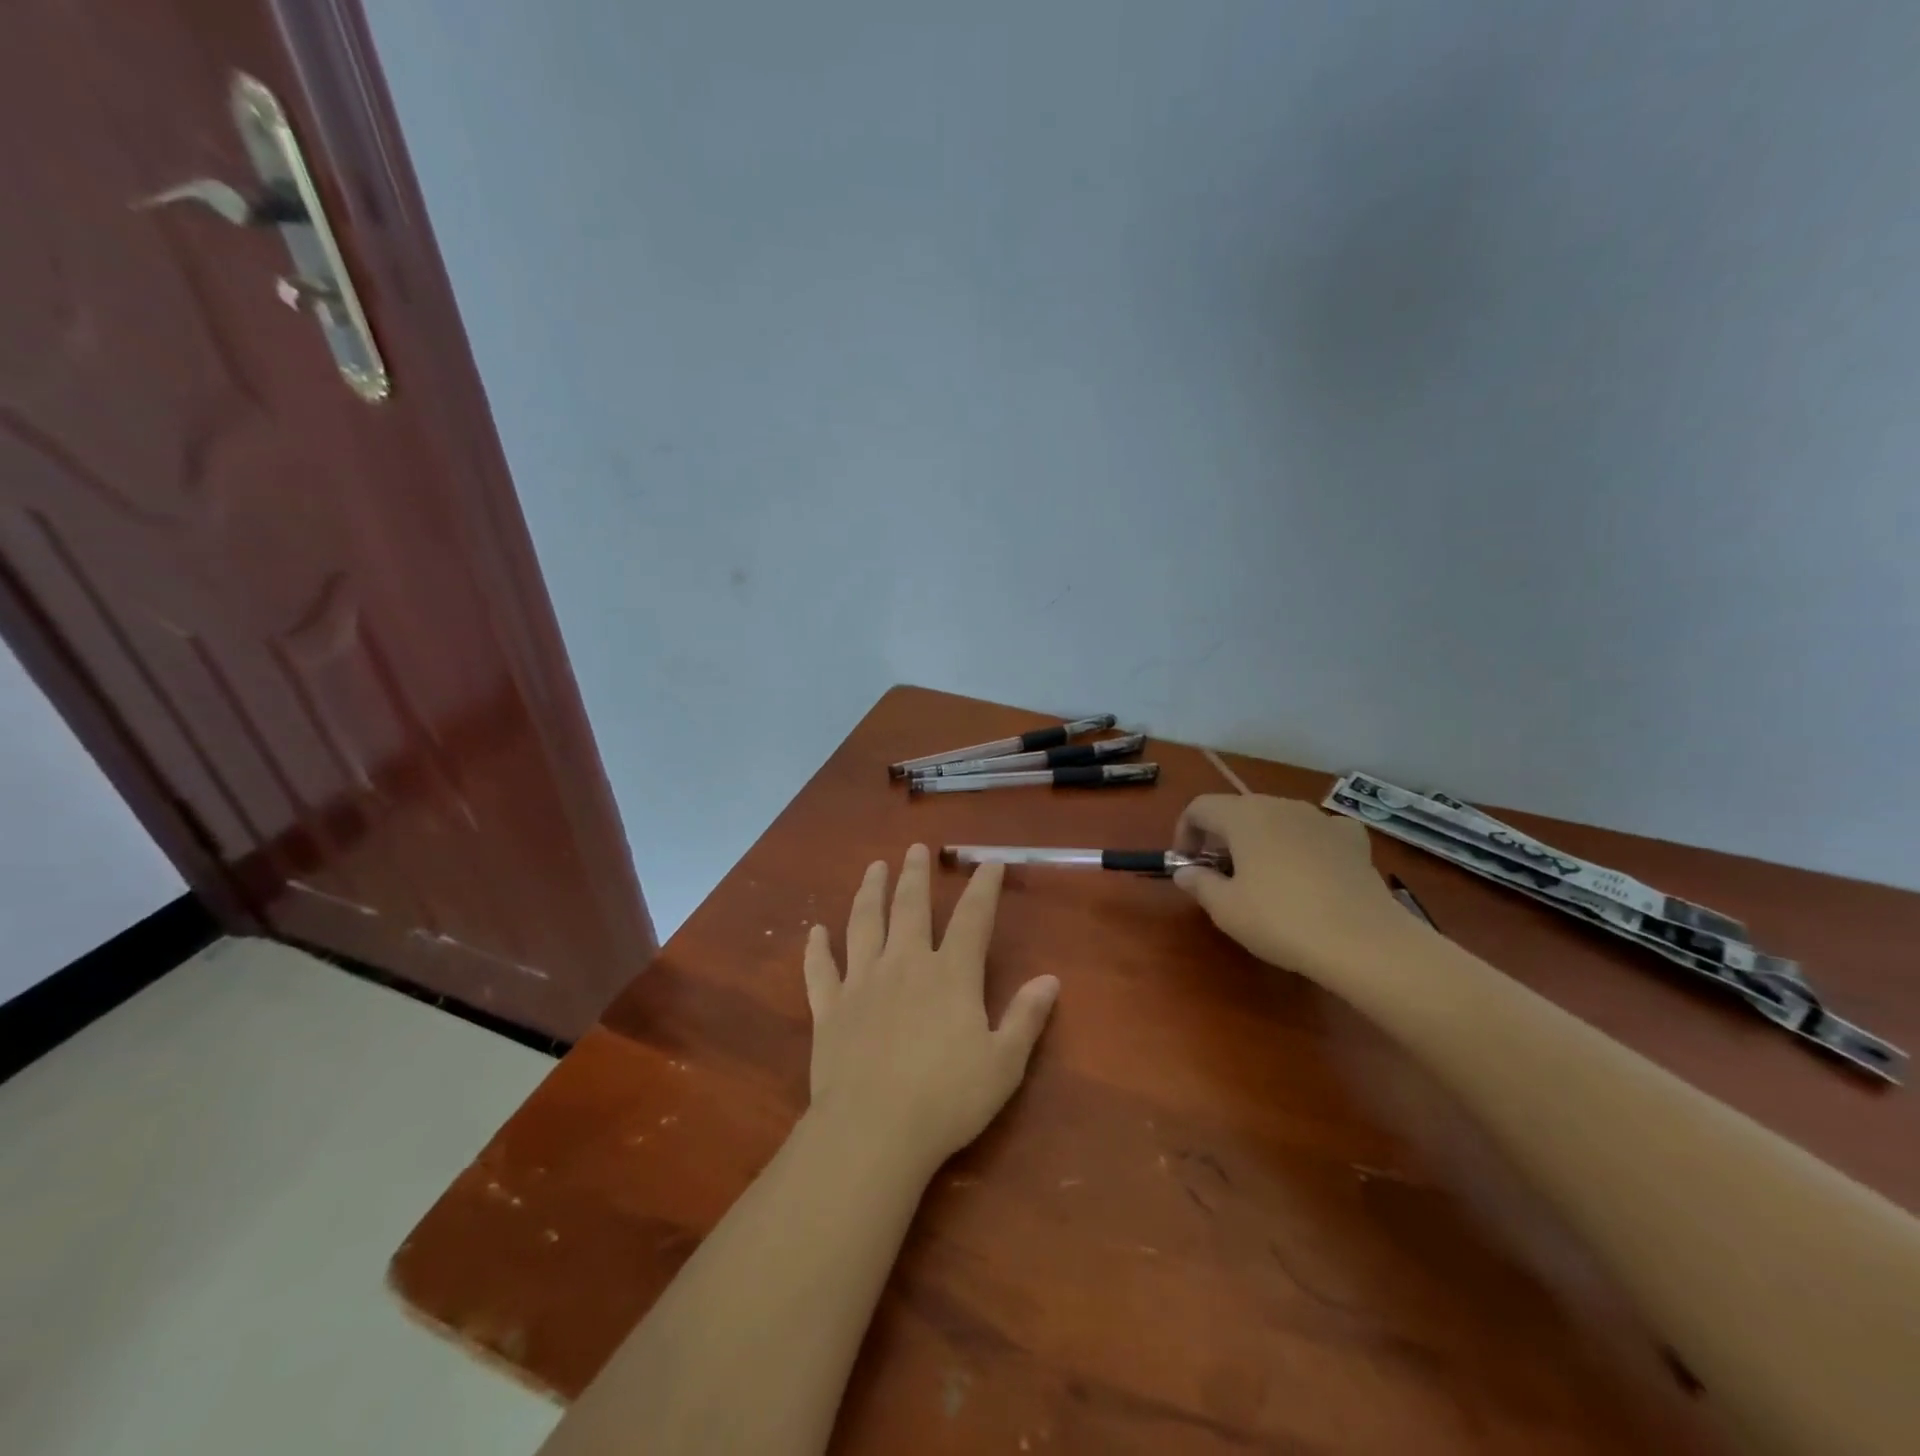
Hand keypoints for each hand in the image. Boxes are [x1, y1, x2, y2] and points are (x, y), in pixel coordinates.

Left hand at [803, 844, 1059, 1176]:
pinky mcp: (830, 1007)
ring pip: (865, 924)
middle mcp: (905, 964)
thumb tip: (1051, 979)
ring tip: (873, 868)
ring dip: (869, 892)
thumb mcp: (1003, 1063)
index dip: (983, 888)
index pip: (973, 918)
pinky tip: (815, 931)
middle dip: (915, 875)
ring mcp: (862, 982)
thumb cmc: (947, 1098)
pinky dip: (816, 948)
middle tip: (915, 848)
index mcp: (951, 974)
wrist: (873, 1129)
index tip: (989, 862)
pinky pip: (820, 970)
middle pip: (911, 907)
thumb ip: (1025, 1017)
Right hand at [1173, 794, 1411, 981]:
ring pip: (1278, 819)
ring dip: (1261, 840)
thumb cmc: (1281, 921)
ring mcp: (1321, 819)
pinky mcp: (1353, 839)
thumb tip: (1186, 871)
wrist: (1364, 943)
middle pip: (1238, 810)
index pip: (1200, 808)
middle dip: (1221, 837)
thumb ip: (1199, 883)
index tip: (1187, 865)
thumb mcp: (1226, 909)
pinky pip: (1318, 830)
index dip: (1185, 832)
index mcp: (1243, 816)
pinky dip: (1305, 843)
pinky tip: (1310, 869)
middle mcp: (1280, 805)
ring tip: (1263, 877)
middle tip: (1219, 874)